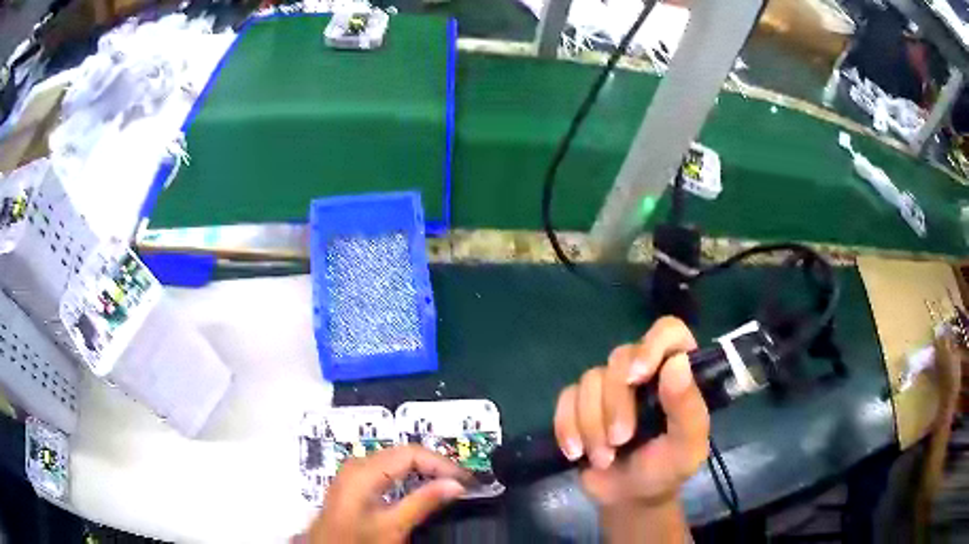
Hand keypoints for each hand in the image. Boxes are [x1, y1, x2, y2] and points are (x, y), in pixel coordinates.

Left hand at [307, 445, 470, 543]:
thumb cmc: (358, 540)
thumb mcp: (393, 525)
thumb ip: (423, 502)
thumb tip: (456, 484)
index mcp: (365, 470)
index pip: (411, 453)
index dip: (442, 464)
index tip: (465, 481)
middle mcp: (358, 463)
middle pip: (404, 452)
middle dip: (435, 465)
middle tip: (461, 482)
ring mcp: (354, 471)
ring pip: (396, 459)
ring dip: (424, 469)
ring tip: (448, 483)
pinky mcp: (355, 481)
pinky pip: (387, 468)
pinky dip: (409, 474)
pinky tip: (422, 486)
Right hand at [554, 317, 709, 506]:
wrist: (628, 498)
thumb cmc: (666, 469)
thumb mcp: (687, 446)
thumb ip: (688, 408)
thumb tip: (677, 363)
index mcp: (676, 374)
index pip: (668, 332)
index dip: (652, 344)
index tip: (638, 376)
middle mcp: (642, 372)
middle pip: (620, 357)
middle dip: (615, 404)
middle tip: (620, 441)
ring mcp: (608, 387)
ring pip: (590, 379)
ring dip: (592, 424)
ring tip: (603, 457)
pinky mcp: (580, 404)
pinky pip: (566, 398)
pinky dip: (568, 426)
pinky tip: (576, 452)